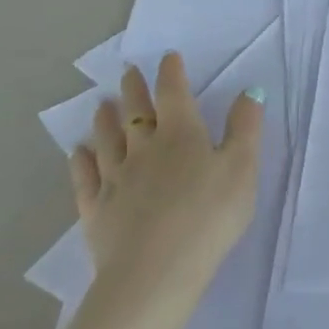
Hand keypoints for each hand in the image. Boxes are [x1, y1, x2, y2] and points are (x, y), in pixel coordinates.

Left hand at [70, 55, 264, 311]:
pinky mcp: (96, 210)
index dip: (171, 73)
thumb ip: (245, 128)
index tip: (168, 57)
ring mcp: (115, 179)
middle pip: (136, 112)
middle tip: (128, 72)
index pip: (174, 93)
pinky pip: (86, 178)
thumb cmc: (208, 216)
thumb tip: (250, 91)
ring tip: (103, 105)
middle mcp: (144, 148)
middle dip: (134, 89)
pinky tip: (78, 153)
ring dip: (105, 120)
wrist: (156, 271)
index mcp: (181, 134)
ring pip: (108, 140)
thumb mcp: (242, 168)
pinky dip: (81, 162)